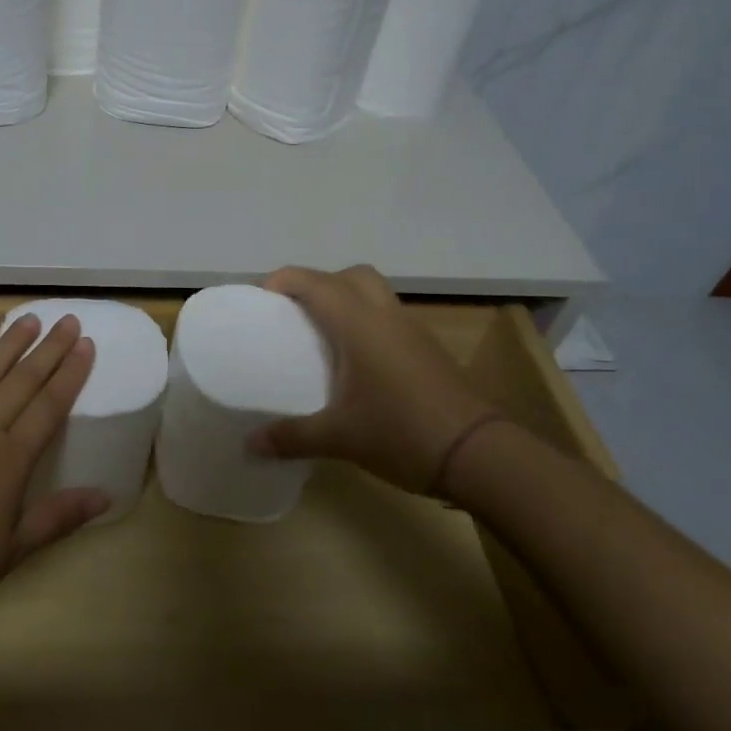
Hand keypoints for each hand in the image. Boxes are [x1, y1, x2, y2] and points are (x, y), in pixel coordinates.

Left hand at [0, 313, 107, 626]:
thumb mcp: (9, 553)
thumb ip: (57, 519)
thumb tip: (106, 495)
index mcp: (8, 462)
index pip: (49, 408)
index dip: (70, 375)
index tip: (87, 344)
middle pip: (21, 383)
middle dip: (48, 350)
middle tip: (69, 320)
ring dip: (8, 345)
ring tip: (29, 319)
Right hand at [249, 265, 496, 495]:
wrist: (479, 455)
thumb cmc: (402, 432)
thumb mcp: (339, 438)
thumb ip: (291, 436)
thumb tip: (250, 443)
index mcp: (359, 324)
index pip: (315, 282)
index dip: (284, 280)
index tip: (260, 298)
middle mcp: (385, 316)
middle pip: (351, 275)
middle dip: (320, 283)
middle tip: (295, 312)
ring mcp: (412, 332)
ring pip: (375, 294)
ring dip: (346, 301)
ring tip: (322, 335)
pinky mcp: (428, 351)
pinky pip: (389, 319)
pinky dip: (367, 324)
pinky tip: (356, 362)